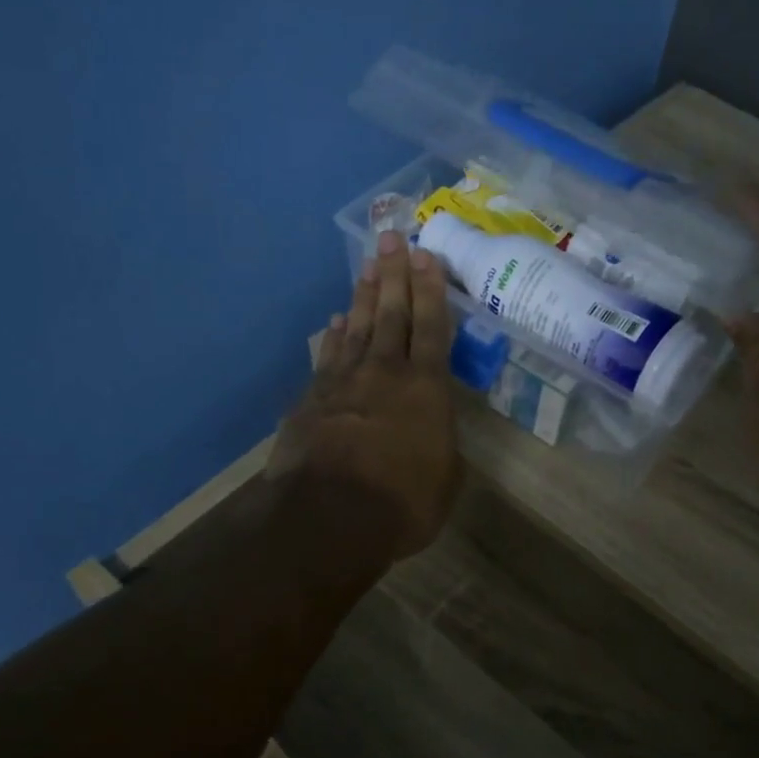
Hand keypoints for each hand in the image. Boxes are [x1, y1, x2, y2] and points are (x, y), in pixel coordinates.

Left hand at [268, 229, 463, 560]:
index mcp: (426, 389)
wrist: (328, 518)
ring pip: (358, 328)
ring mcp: (344, 383)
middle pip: (392, 315)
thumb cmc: (403, 502)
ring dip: (365, 296)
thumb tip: (432, 429)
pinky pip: (328, 357)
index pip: (432, 328)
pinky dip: (334, 336)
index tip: (426, 256)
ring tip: (368, 267)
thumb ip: (441, 443)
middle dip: (394, 275)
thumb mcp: (446, 477)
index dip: (431, 291)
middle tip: (392, 238)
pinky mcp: (313, 400)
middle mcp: (385, 374)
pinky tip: (337, 320)